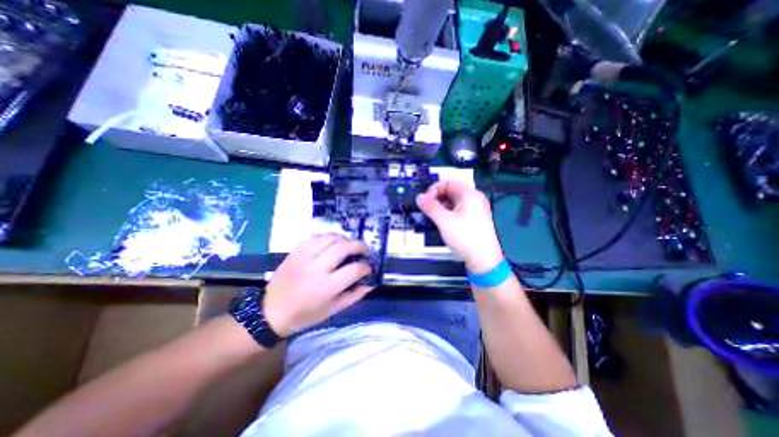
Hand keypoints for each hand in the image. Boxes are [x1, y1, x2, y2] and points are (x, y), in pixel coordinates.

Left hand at [261, 234, 373, 336]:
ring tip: (350, 245)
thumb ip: (354, 296)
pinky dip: (328, 237)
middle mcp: (317, 268)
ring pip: (331, 237)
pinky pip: (315, 236)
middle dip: (360, 246)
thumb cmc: (305, 315)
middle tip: (364, 251)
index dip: (366, 267)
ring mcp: (304, 257)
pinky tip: (332, 243)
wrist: (271, 312)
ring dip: (345, 239)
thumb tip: (370, 284)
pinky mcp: (296, 251)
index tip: (368, 268)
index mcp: (327, 286)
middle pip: (344, 247)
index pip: (355, 269)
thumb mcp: (332, 310)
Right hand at [416, 180, 502, 270]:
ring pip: (454, 201)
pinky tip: (443, 222)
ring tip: (434, 217)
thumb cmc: (465, 238)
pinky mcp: (475, 218)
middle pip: (451, 190)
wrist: (484, 260)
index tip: (425, 201)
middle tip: (428, 210)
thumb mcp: (444, 221)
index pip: (448, 182)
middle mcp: (474, 198)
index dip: (434, 189)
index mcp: (469, 194)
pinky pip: (459, 209)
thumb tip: (419, 197)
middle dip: (437, 198)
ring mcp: (476, 208)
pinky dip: (449, 212)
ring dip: (442, 206)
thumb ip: (430, 207)